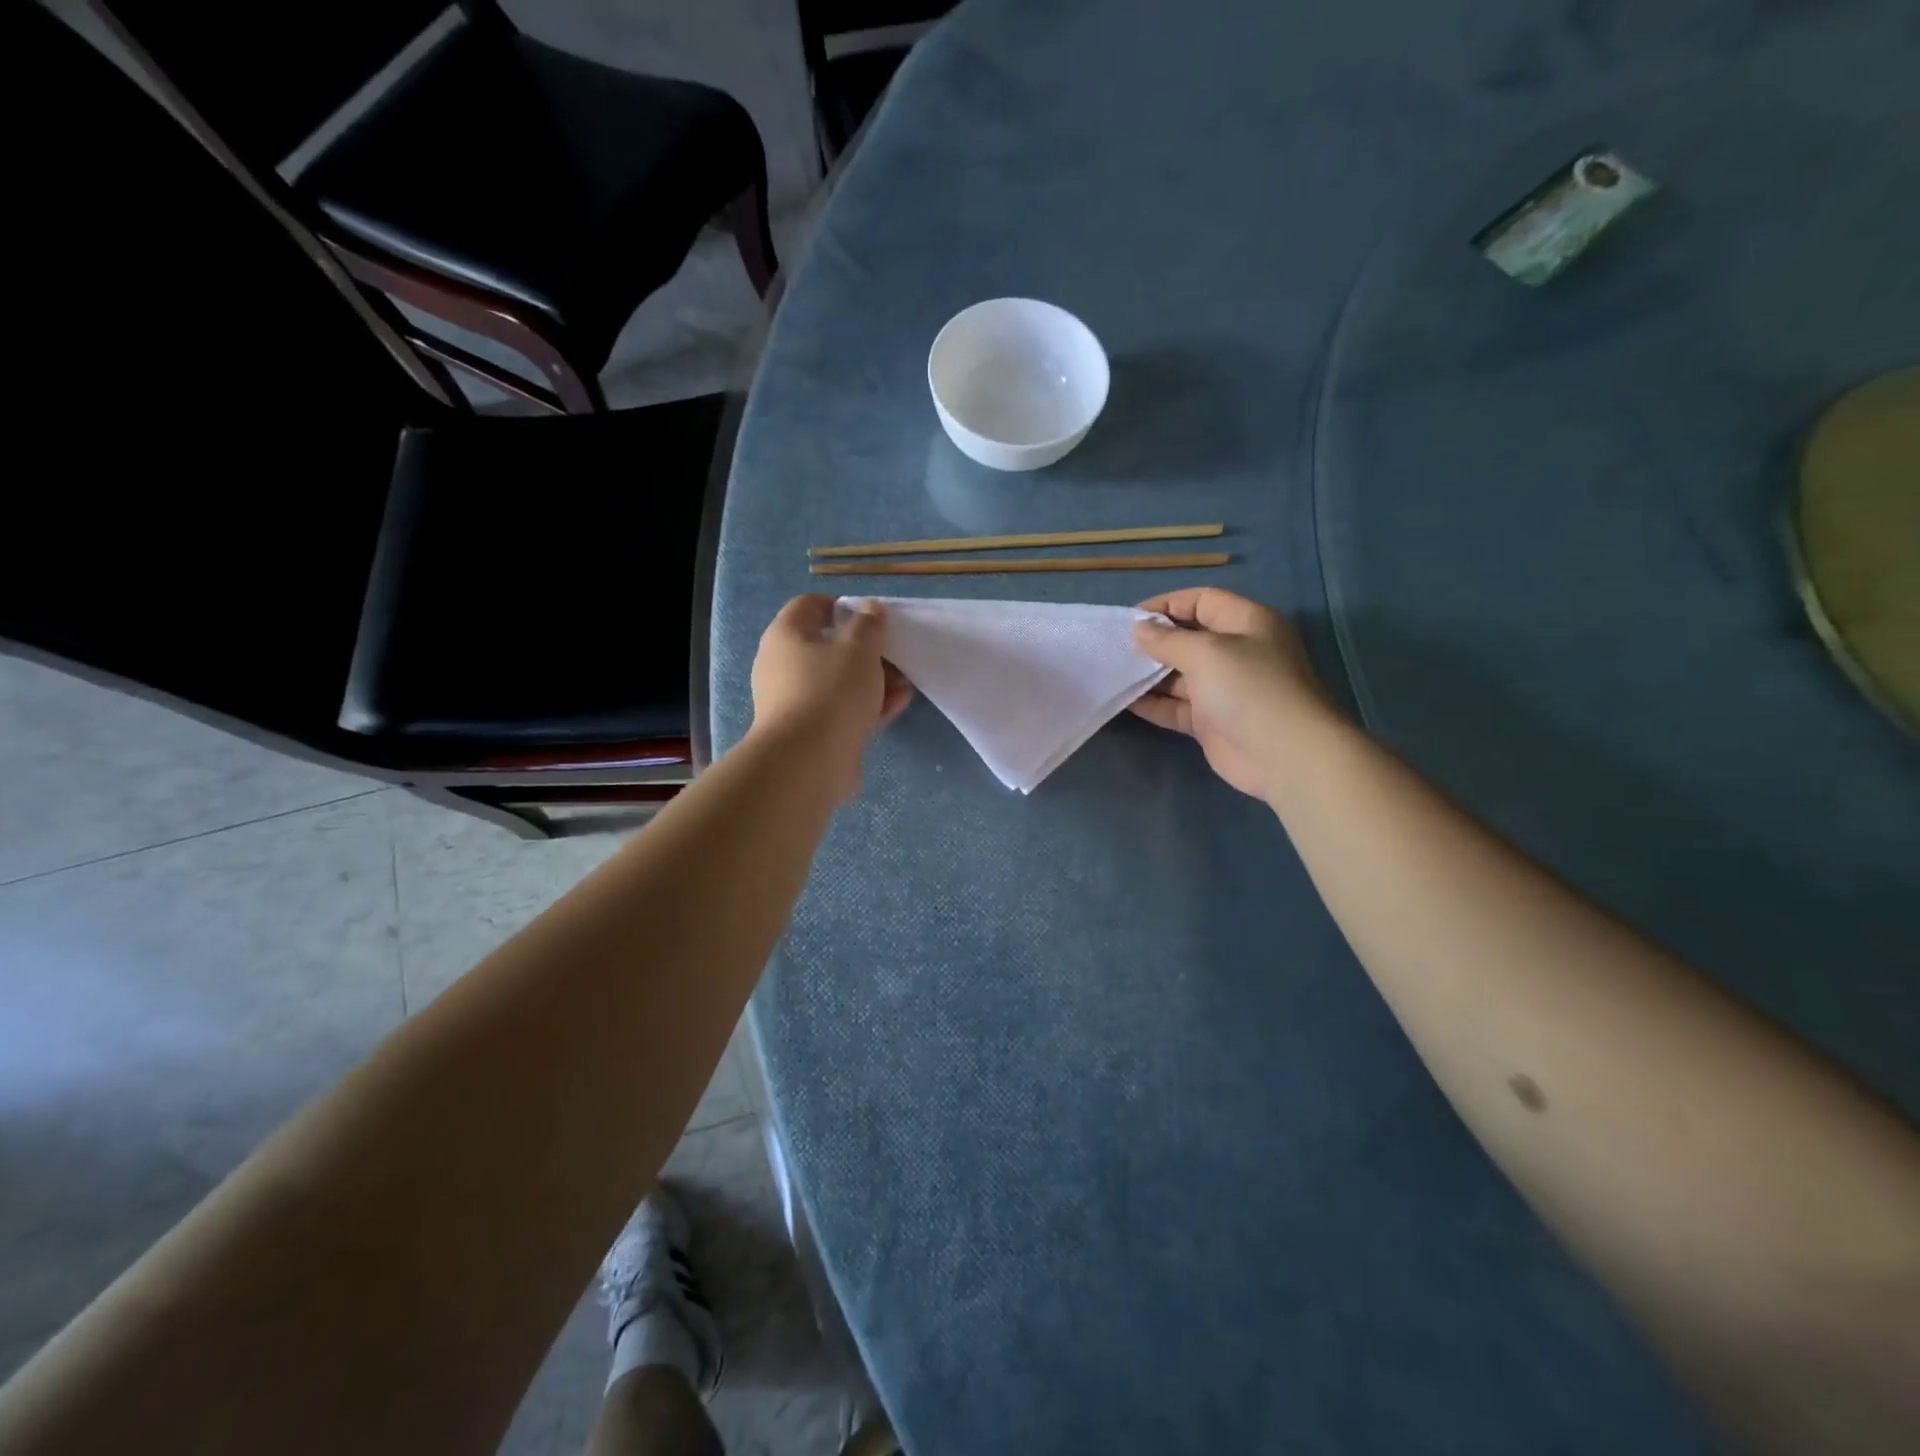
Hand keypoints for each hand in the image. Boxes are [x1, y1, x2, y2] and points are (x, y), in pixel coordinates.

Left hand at [750, 595, 912, 798]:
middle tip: (894, 656)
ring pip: (838, 682)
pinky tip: (895, 707)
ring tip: (903, 686)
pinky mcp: (809, 732)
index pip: (809, 606)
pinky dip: (865, 706)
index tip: (871, 618)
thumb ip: (869, 625)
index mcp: (786, 636)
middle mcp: (783, 666)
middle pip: (828, 647)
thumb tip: (869, 608)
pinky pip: (840, 710)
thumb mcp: (859, 648)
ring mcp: (795, 702)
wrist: (808, 762)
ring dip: (872, 681)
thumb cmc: (831, 691)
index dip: (841, 606)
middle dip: (866, 651)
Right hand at [1130, 588, 1336, 800]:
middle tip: (1116, 647)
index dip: (1167, 605)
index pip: (1202, 601)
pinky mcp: (1212, 721)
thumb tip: (1139, 629)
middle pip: (1188, 638)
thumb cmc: (1249, 688)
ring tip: (1113, 672)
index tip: (1131, 618)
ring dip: (1149, 674)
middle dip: (1154, 641)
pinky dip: (1153, 703)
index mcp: (1246, 623)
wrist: (1284, 755)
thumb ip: (1167, 640)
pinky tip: (1124, 701)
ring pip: (1179, 675)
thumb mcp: (1206, 652)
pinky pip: (1176, 707)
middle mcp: (1236, 652)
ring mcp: (1224, 689)